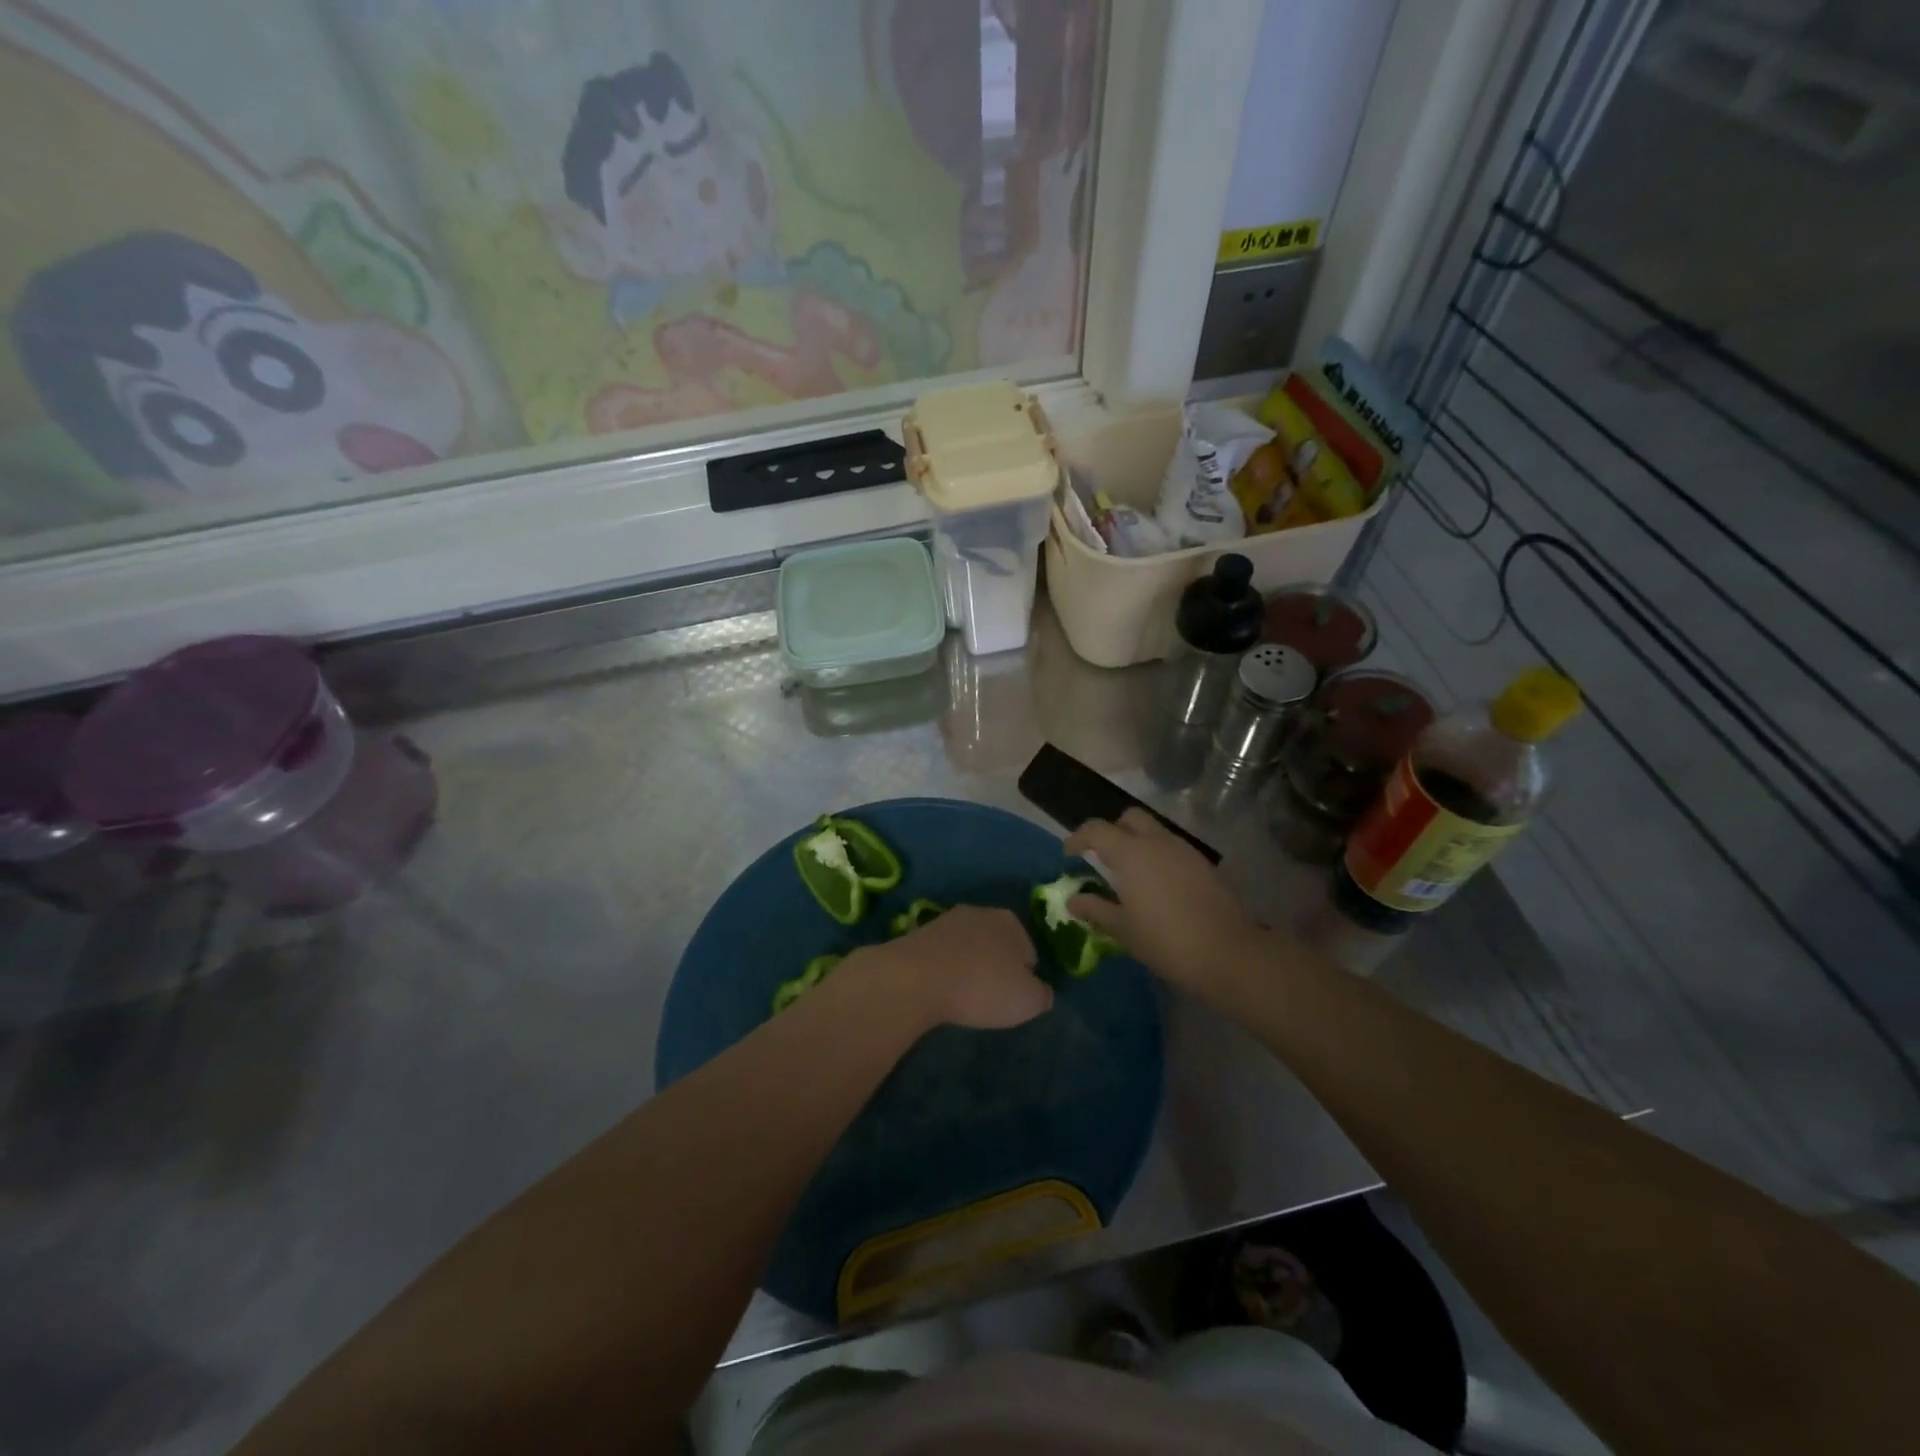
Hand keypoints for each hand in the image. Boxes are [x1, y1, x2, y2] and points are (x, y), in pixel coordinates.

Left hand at [859, 906, 1051, 1030]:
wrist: (917, 978)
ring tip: (962, 996)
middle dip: (996, 966)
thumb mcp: (1028, 1001)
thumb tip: (1041, 990)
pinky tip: (940, 989)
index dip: (1025, 976)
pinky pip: (942, 955)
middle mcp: (980, 912)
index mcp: (1010, 922)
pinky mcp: (918, 933)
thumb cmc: (982, 987)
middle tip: (990, 997)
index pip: (1028, 950)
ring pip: (967, 947)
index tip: (1014, 997)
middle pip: (996, 944)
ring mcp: (946, 920)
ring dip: (968, 966)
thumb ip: (1042, 994)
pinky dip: (944, 969)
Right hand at [1065, 809, 1259, 999]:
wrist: (1228, 953)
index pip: (1097, 829)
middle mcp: (1158, 842)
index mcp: (1131, 853)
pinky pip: (1173, 848)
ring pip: (1154, 831)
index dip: (1078, 838)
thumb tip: (1073, 900)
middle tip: (1102, 857)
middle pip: (1129, 817)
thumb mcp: (1123, 929)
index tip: (1069, 854)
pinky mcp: (1204, 865)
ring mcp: (1185, 851)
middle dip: (1112, 830)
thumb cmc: (1166, 941)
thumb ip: (1095, 909)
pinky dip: (1158, 856)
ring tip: (1129, 874)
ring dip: (1137, 842)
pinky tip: (1157, 886)